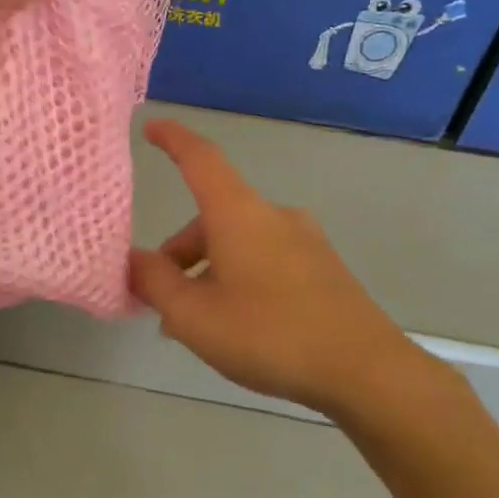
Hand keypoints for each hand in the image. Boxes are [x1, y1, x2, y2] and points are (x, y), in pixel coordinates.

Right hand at [128, 119, 455, 423]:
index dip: (172, 139)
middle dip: (180, 251)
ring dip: (208, 270)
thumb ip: (155, 283)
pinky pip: (265, 259)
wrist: (365, 370)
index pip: (200, 159)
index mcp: (239, 214)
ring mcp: (304, 240)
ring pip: (238, 242)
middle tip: (160, 298)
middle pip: (213, 215)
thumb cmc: (269, 335)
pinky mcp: (323, 267)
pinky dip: (238, 278)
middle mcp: (273, 215)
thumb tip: (133, 260)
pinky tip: (237, 324)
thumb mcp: (193, 316)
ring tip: (195, 322)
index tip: (150, 126)